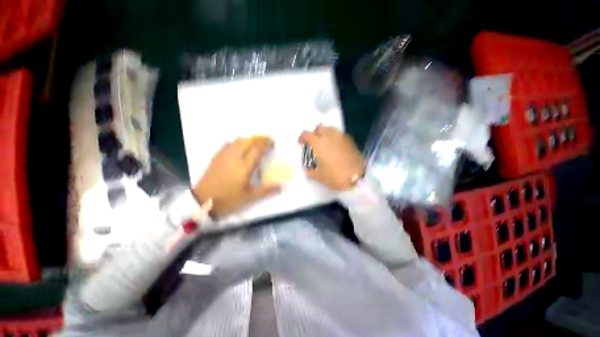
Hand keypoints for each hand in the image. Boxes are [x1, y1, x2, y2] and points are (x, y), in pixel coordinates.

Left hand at [192, 136, 280, 217]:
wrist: (202, 202)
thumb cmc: (228, 200)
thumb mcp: (250, 197)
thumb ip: (267, 190)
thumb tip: (282, 187)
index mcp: (244, 166)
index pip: (257, 149)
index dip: (266, 144)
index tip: (273, 142)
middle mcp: (234, 157)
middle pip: (248, 141)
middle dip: (259, 138)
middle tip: (266, 140)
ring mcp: (224, 156)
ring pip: (238, 141)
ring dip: (249, 139)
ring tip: (255, 143)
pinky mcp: (216, 157)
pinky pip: (228, 144)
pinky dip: (237, 142)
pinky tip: (239, 147)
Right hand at [298, 125, 365, 190]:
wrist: (357, 178)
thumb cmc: (334, 176)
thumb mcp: (318, 176)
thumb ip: (310, 171)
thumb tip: (307, 170)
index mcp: (319, 143)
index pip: (307, 134)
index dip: (302, 138)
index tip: (301, 143)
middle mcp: (330, 136)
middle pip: (320, 128)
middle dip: (315, 133)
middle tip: (314, 142)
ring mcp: (342, 137)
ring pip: (331, 129)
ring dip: (325, 134)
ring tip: (325, 144)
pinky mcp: (350, 141)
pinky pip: (340, 135)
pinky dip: (335, 138)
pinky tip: (336, 148)